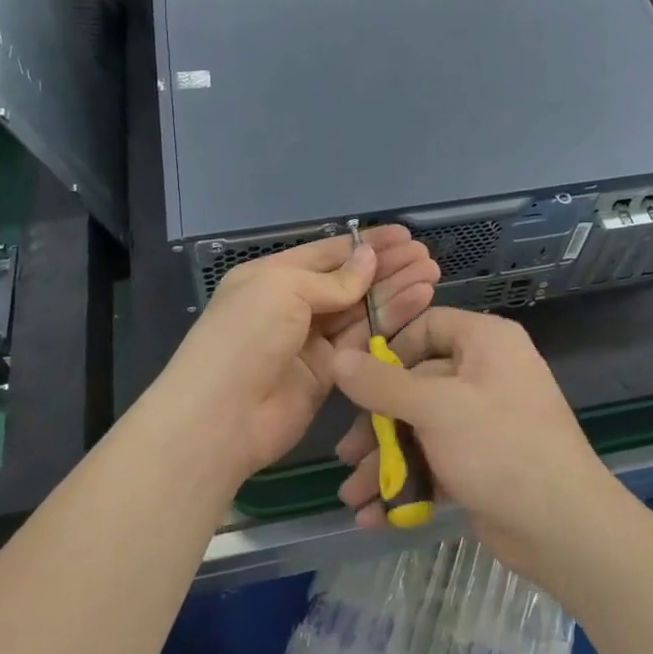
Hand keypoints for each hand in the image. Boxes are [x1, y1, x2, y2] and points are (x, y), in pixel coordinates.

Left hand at [157, 228, 440, 487]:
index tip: (403, 236)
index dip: (365, 244)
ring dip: (395, 291)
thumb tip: (369, 259)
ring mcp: (311, 341)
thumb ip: (333, 279)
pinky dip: (389, 320)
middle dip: (386, 266)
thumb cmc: (245, 337)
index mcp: (273, 276)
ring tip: (431, 273)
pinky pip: (363, 340)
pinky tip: (418, 301)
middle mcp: (293, 305)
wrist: (221, 417)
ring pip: (360, 309)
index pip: (327, 253)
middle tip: (425, 256)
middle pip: (348, 281)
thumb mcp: (284, 290)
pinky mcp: (329, 373)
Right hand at [332, 308, 615, 573]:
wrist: (565, 529)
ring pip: (422, 428)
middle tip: (347, 455)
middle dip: (378, 424)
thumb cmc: (499, 446)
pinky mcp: (482, 462)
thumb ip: (383, 383)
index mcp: (486, 342)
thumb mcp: (436, 408)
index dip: (389, 350)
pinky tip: (375, 516)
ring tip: (352, 497)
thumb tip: (339, 357)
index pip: (428, 326)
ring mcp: (485, 420)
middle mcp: (486, 373)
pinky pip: (436, 461)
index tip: (357, 380)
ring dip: (386, 461)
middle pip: (417, 384)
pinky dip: (408, 483)